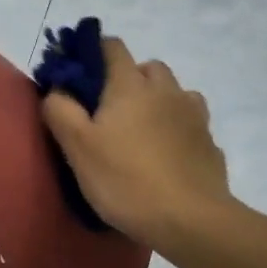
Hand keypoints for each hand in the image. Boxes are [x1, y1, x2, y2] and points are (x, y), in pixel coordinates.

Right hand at [41, 36, 234, 253]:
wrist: (189, 220)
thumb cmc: (125, 179)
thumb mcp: (77, 147)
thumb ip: (60, 110)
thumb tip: (56, 89)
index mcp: (131, 86)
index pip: (112, 47)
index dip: (93, 52)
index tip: (79, 73)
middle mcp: (167, 91)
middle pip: (148, 67)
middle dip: (128, 78)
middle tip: (109, 111)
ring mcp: (194, 116)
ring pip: (174, 93)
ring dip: (158, 101)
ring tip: (142, 132)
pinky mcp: (209, 143)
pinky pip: (190, 124)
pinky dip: (177, 129)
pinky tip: (166, 155)